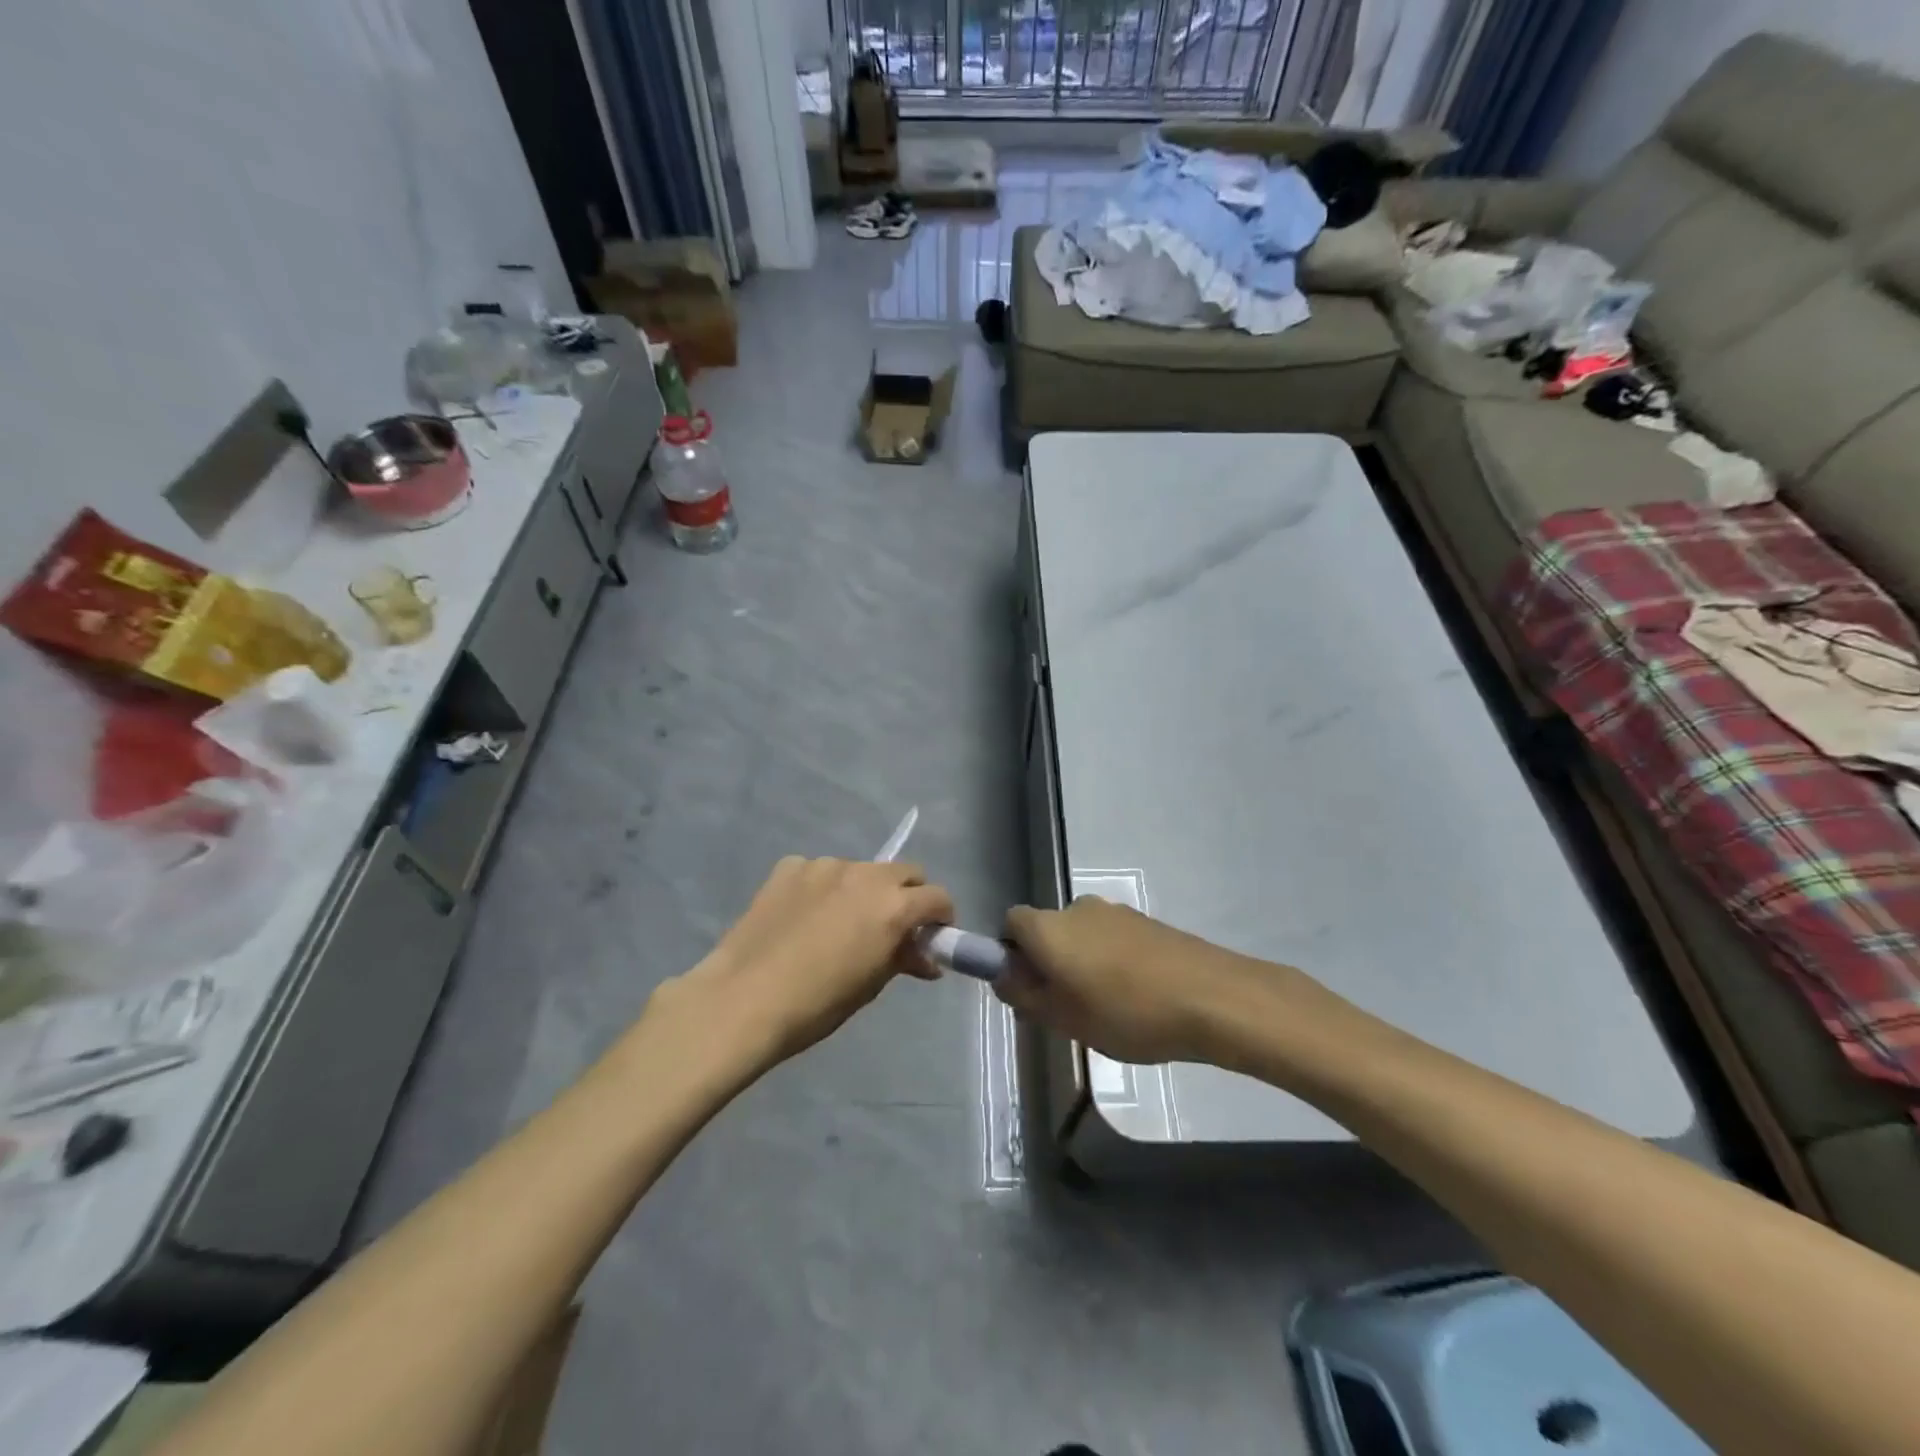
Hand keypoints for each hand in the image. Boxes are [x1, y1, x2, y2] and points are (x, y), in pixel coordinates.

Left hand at [667, 856, 954, 1067]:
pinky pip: (819, 872)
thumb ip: (902, 959)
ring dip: (863, 891)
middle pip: (904, 872)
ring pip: (860, 870)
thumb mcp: (870, 985)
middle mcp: (864, 874)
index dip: (941, 917)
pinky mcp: (789, 867)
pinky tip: (804, 917)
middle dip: (908, 895)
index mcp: (892, 905)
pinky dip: (823, 889)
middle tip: (893, 926)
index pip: (937, 897)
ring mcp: (823, 865)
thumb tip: (925, 959)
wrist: (742, 999)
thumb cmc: (816, 1004)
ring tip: (839, 923)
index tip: (932, 936)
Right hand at [997, 897, 1253, 1064]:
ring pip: (1082, 936)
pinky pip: (1112, 939)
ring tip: (1106, 1009)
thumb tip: (1004, 976)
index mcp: (1049, 927)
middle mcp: (1077, 908)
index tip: (1027, 988)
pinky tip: (1135, 998)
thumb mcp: (1064, 1018)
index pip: (1011, 923)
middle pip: (1048, 930)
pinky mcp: (1146, 922)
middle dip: (1048, 963)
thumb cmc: (1126, 1012)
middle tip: (1064, 1009)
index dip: (1011, 954)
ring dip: (1082, 964)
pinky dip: (1112, 961)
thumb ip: (1026, 996)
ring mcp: (1116, 912)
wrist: (1211, 997)